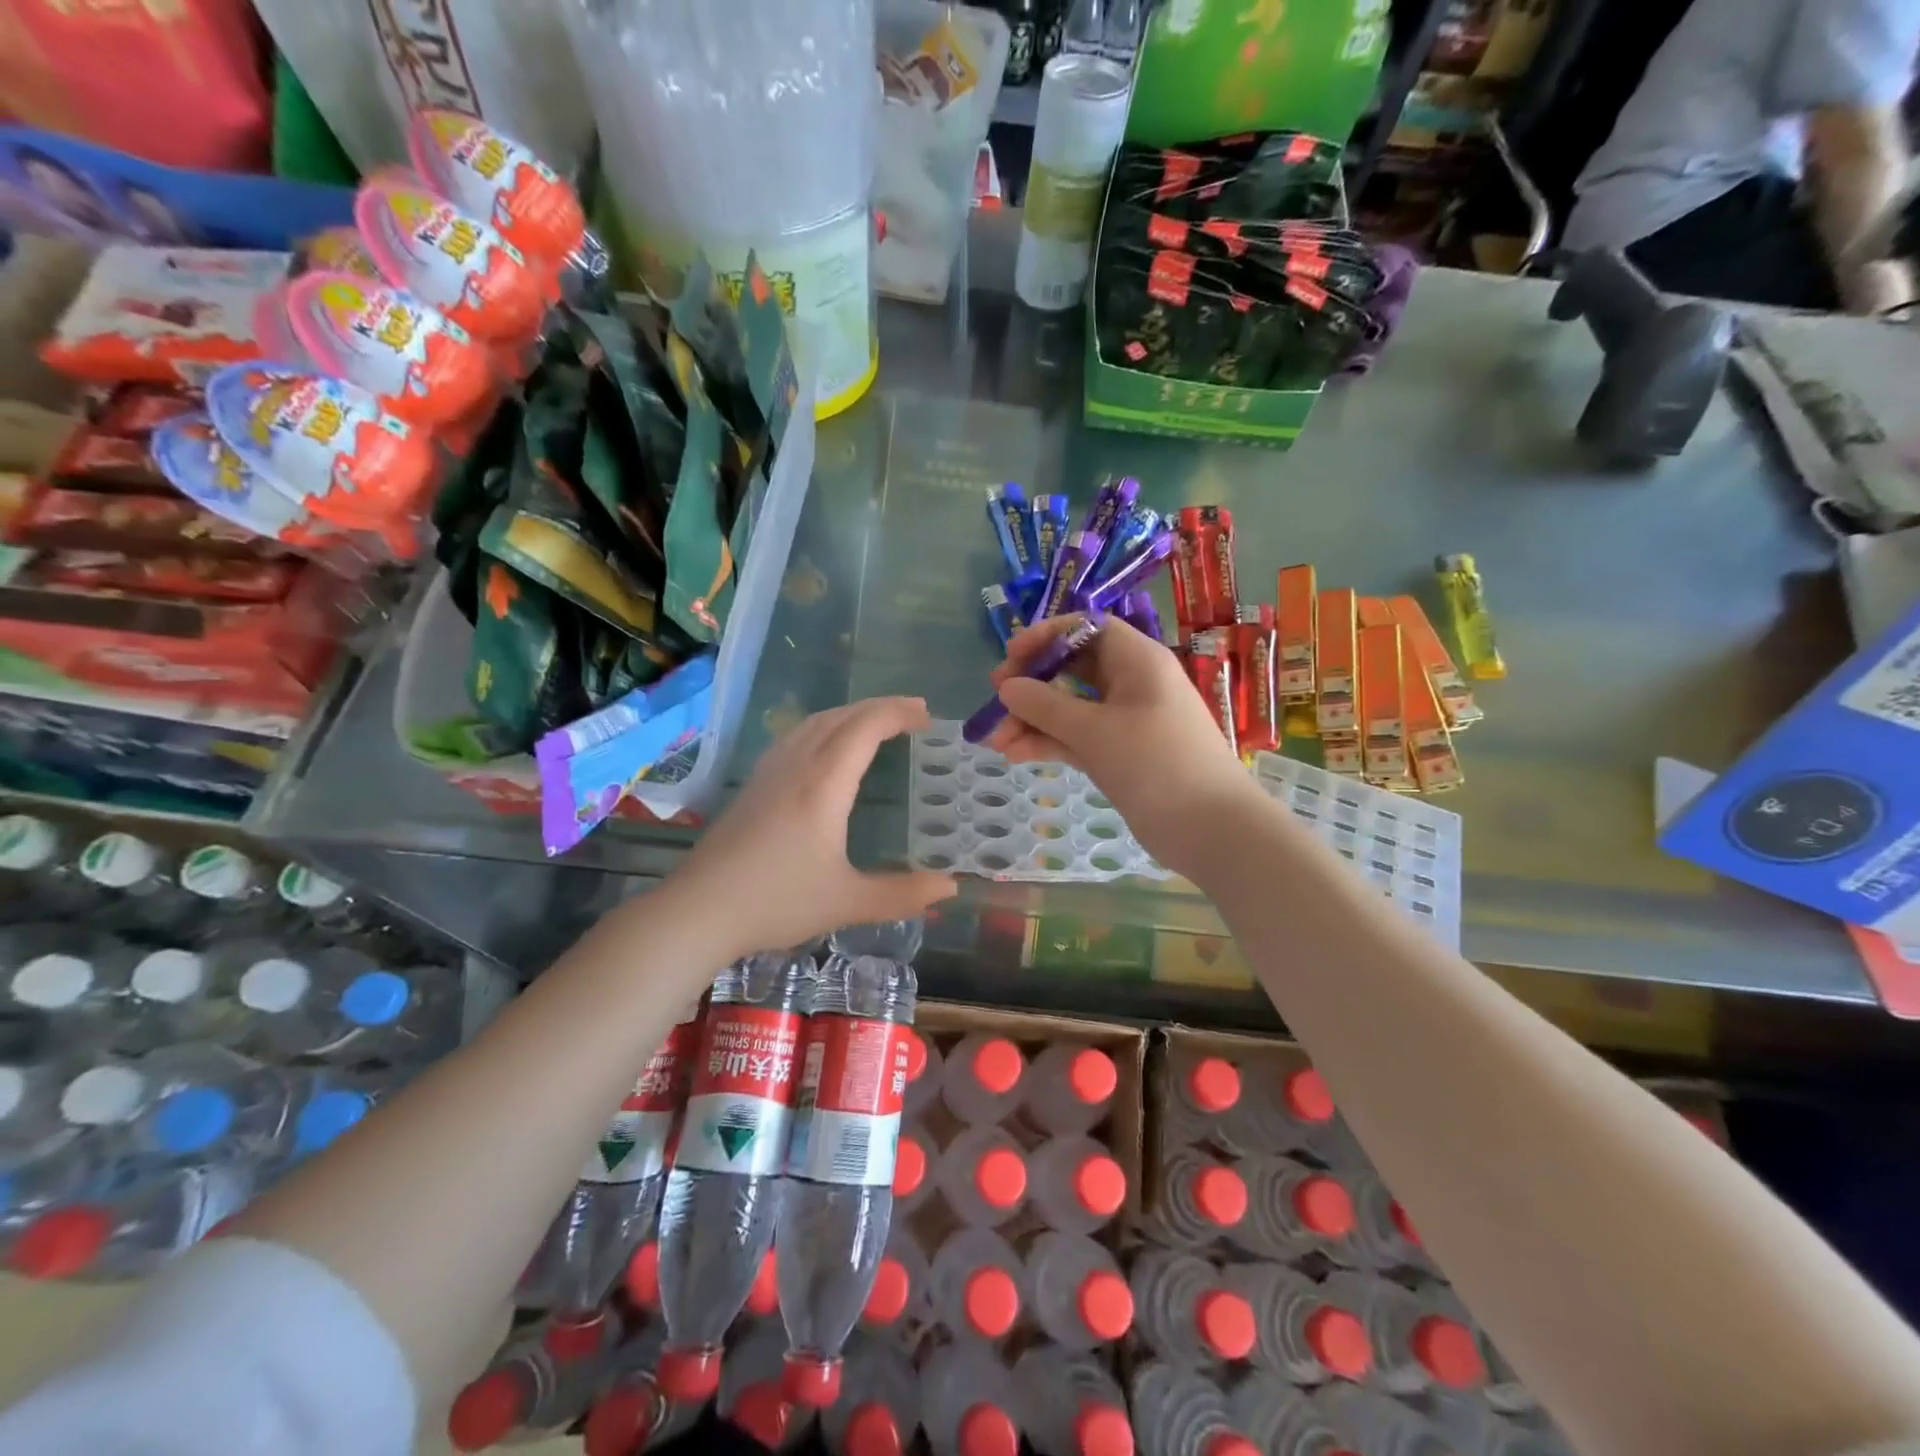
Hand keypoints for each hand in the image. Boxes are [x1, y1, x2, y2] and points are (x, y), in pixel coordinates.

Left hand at [670, 696, 956, 958]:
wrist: (698, 910)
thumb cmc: (776, 902)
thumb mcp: (847, 902)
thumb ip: (902, 894)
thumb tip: (950, 887)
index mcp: (824, 786)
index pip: (865, 728)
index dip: (898, 713)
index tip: (927, 716)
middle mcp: (796, 767)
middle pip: (840, 717)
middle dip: (880, 707)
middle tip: (913, 712)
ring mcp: (769, 774)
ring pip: (813, 723)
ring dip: (850, 713)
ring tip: (876, 721)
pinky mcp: (752, 786)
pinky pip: (794, 737)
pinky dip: (824, 727)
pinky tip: (824, 746)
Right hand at [985, 614, 1255, 876]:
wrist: (1211, 830)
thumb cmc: (1156, 764)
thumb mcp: (1095, 731)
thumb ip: (1045, 706)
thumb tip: (1007, 687)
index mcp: (1137, 660)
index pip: (1087, 628)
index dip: (1046, 636)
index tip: (1011, 657)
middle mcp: (1131, 683)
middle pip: (1073, 668)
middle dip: (1032, 684)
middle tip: (996, 701)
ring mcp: (1125, 721)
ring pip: (1071, 708)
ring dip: (1033, 720)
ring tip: (996, 742)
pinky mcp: (1120, 754)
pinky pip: (1077, 737)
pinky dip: (1049, 742)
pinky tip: (1015, 754)